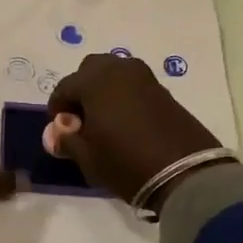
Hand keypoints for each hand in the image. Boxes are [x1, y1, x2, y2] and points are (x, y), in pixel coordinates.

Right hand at [47, 53, 227, 208]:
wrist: (186, 173)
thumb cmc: (126, 163)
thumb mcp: (88, 157)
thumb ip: (66, 140)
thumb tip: (56, 132)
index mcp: (94, 81)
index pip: (64, 88)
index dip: (57, 110)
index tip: (60, 132)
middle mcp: (118, 69)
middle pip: (89, 69)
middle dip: (80, 90)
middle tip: (82, 120)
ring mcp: (143, 77)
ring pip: (113, 72)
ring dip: (103, 89)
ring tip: (104, 120)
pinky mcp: (162, 89)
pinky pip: (132, 83)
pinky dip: (123, 94)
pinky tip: (125, 121)